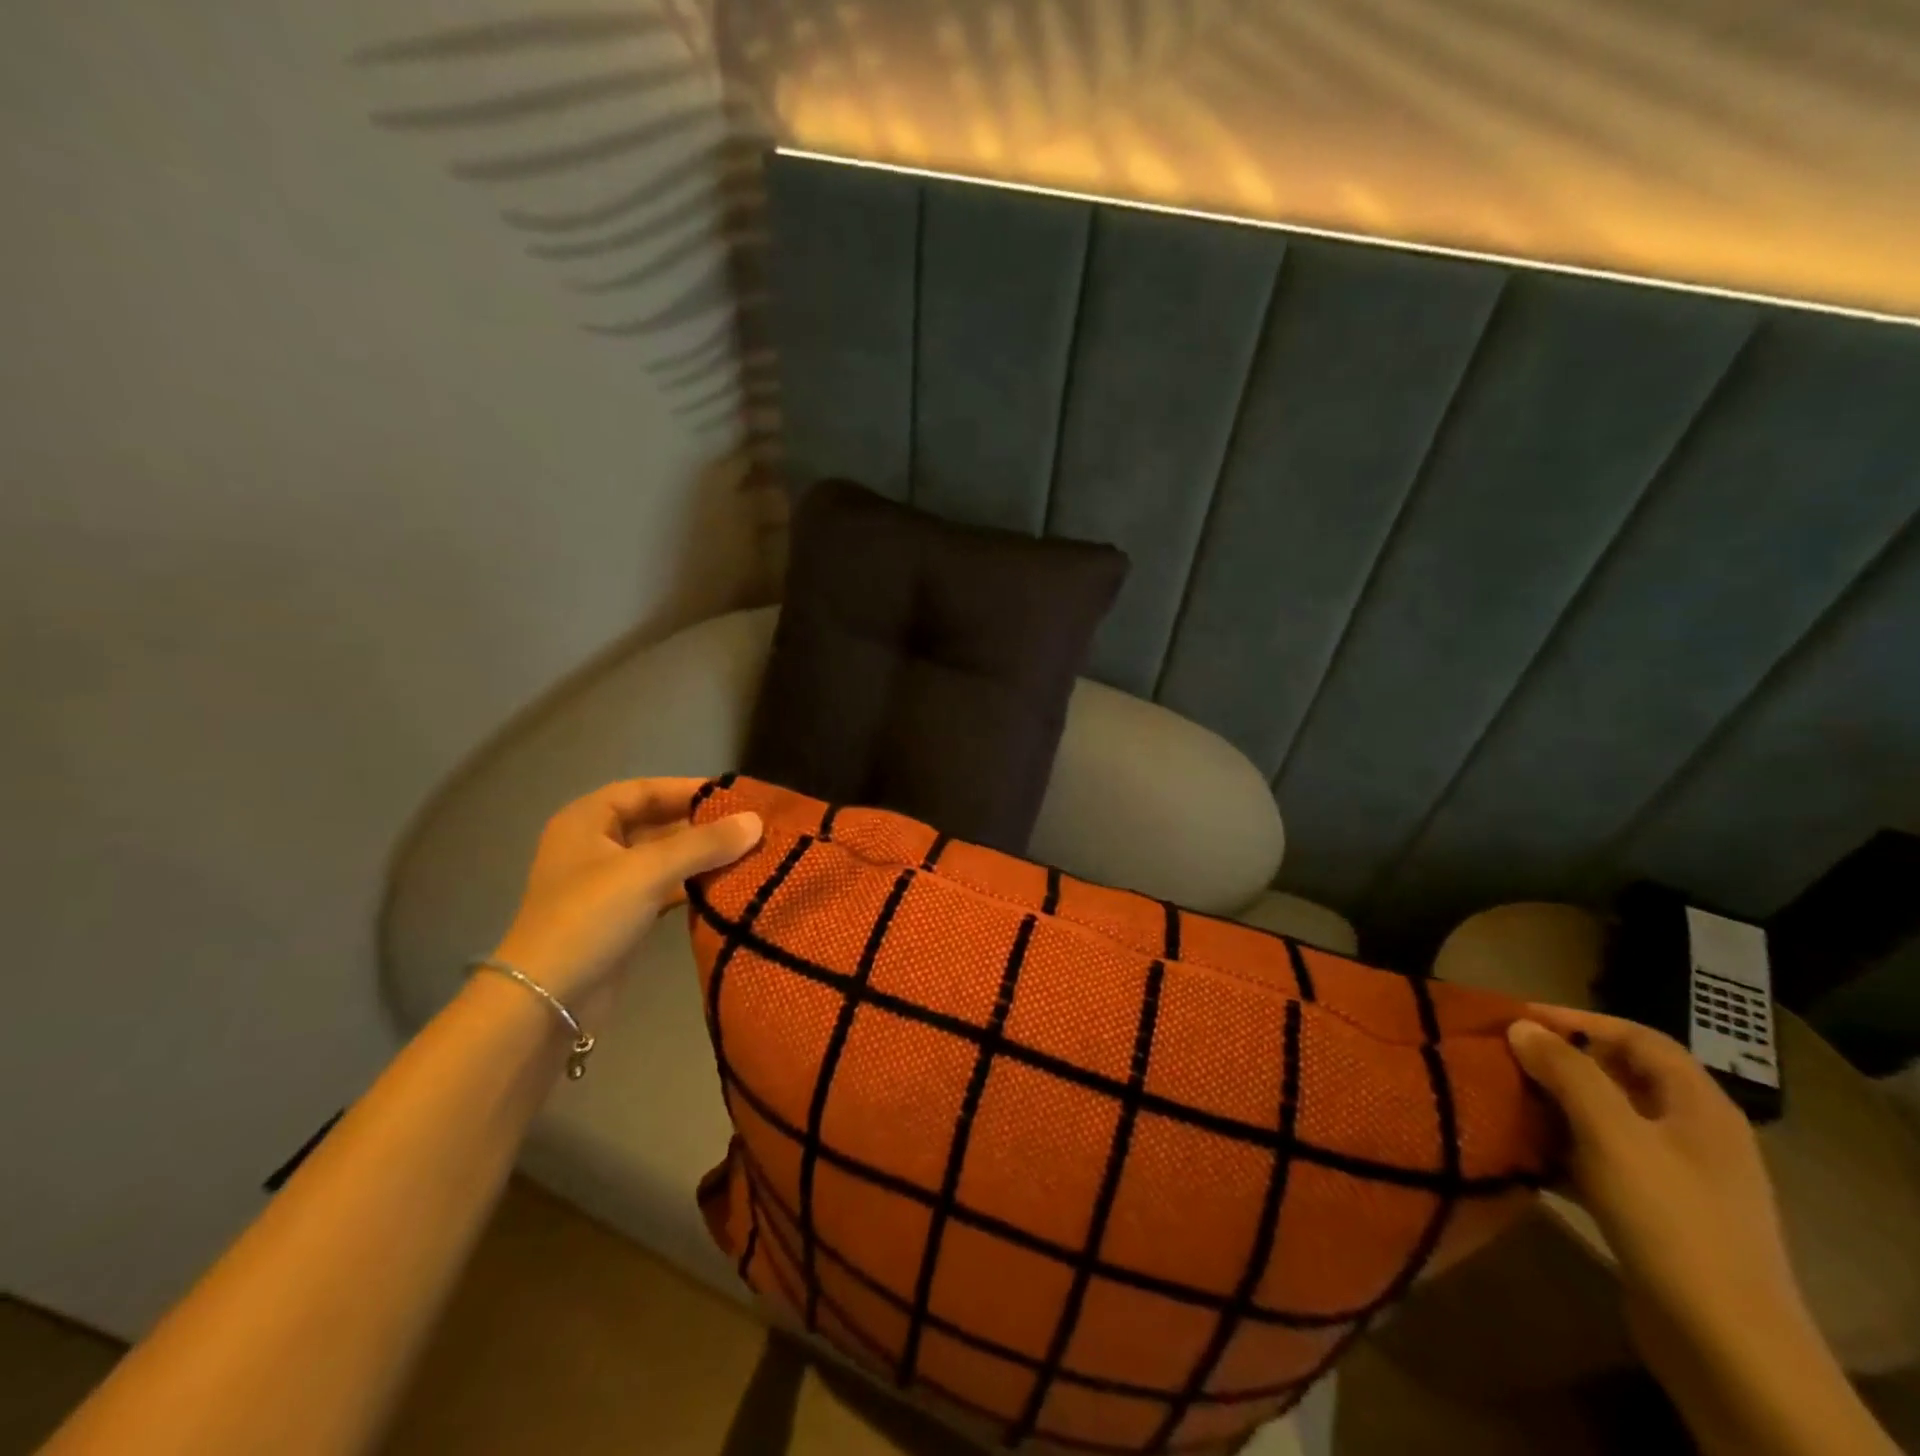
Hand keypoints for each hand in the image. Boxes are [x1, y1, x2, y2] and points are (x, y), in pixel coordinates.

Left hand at [490, 779, 761, 1017]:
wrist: (547, 1001)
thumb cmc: (590, 918)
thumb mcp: (648, 871)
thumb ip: (704, 844)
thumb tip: (756, 821)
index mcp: (587, 820)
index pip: (646, 790)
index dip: (689, 789)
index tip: (735, 796)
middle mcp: (594, 845)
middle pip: (656, 822)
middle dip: (701, 825)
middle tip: (750, 827)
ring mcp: (606, 883)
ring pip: (662, 857)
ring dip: (700, 856)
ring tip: (748, 853)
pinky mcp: (620, 916)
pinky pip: (662, 888)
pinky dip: (691, 885)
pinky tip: (727, 886)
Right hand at [1509, 1007, 1899, 1455]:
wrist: (1725, 1343)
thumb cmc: (1670, 1219)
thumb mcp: (1612, 1134)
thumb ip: (1567, 1072)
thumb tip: (1521, 1026)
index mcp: (1699, 1107)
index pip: (1639, 1038)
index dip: (1580, 1020)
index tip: (1518, 1017)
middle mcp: (1694, 1134)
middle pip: (1621, 1076)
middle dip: (1560, 1061)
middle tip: (1500, 1055)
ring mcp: (1678, 1178)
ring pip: (1606, 1120)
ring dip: (1554, 1105)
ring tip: (1500, 1097)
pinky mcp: (1656, 1213)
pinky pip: (1601, 1161)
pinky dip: (1562, 1149)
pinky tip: (1522, 1153)